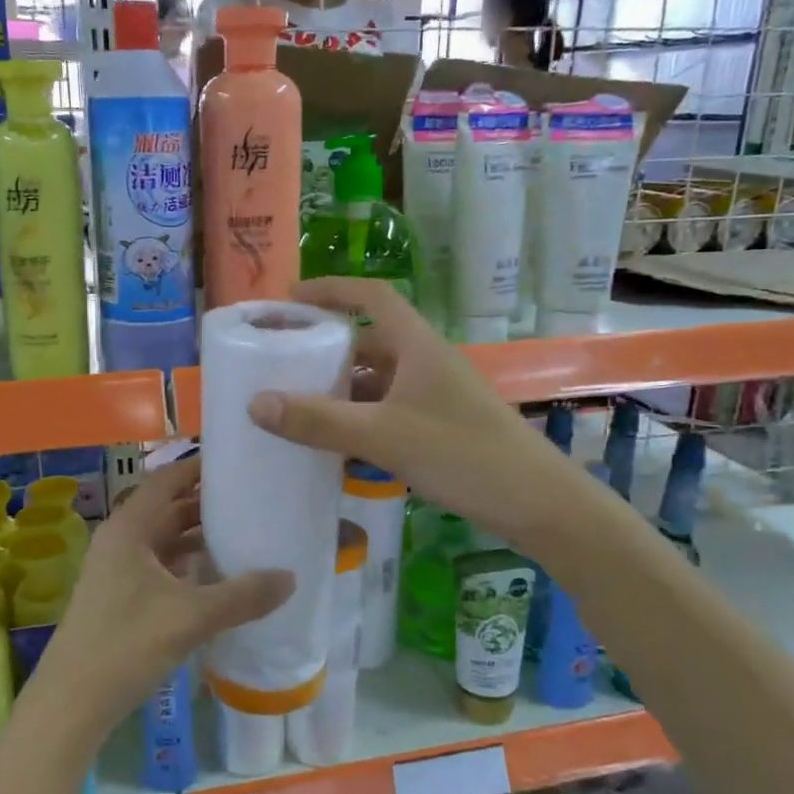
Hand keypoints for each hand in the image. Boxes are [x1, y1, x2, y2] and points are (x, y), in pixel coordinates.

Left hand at [31, 458, 293, 741]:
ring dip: (198, 535)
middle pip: (167, 508)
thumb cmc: (125, 645)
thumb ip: (242, 596)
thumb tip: (290, 577)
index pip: (166, 481)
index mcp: (129, 528)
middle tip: (252, 497)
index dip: (198, 468)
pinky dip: (188, 563)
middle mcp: (121, 540)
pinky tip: (218, 574)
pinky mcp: (121, 597)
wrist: (71, 703)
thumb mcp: (190, 617)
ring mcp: (118, 570)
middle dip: (206, 503)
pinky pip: (161, 566)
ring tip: (244, 531)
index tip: (236, 462)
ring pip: (164, 539)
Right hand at [247, 278, 582, 547]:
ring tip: (296, 403)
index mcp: (417, 346)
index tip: (289, 298)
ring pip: (376, 381)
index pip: (371, 297)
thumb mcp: (383, 435)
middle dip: (325, 348)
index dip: (331, 289)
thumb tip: (256, 403)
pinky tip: (334, 444)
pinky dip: (358, 419)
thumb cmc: (462, 454)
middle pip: (368, 341)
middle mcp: (425, 363)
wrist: (538, 504)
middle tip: (281, 360)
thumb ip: (319, 421)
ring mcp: (433, 396)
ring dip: (340, 389)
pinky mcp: (438, 426)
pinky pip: (386, 411)